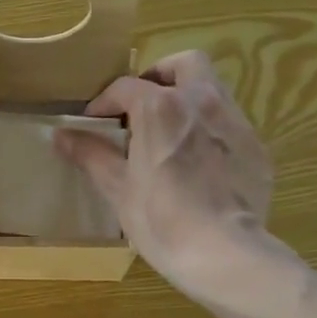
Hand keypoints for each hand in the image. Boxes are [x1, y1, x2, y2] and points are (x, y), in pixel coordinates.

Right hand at [54, 51, 284, 316]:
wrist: (223, 252)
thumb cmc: (159, 219)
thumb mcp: (117, 188)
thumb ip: (90, 154)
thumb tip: (61, 136)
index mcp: (161, 107)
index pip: (126, 87)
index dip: (104, 103)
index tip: (94, 124)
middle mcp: (202, 101)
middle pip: (184, 65)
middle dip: (160, 77)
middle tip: (141, 107)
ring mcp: (235, 122)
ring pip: (212, 89)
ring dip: (187, 99)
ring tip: (170, 134)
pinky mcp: (256, 147)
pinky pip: (229, 123)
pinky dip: (209, 130)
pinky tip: (199, 164)